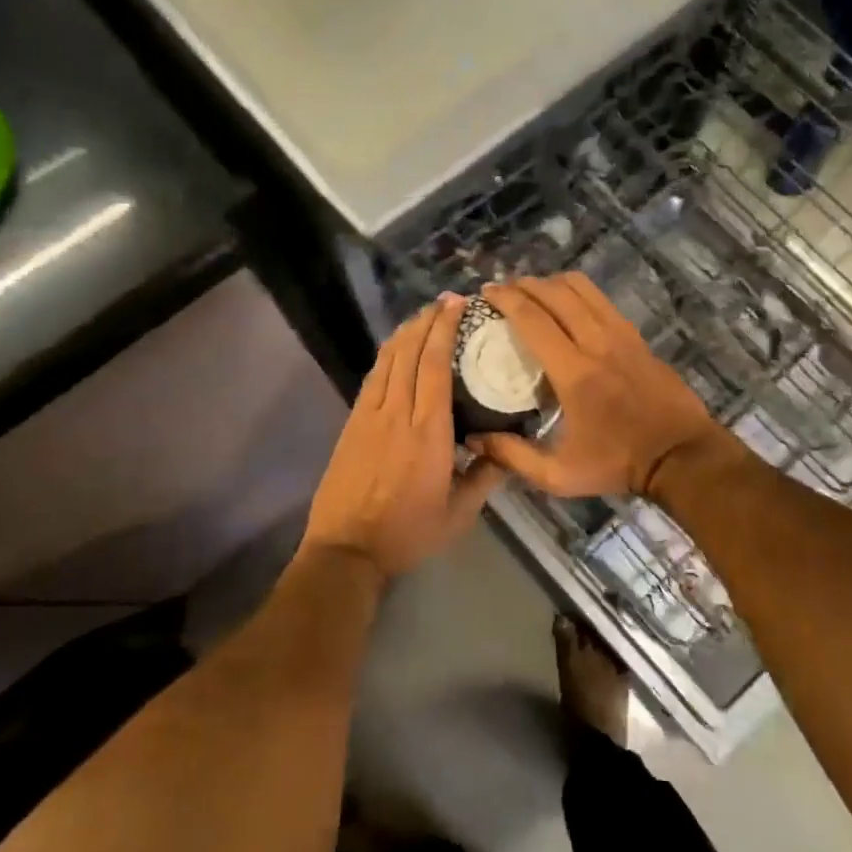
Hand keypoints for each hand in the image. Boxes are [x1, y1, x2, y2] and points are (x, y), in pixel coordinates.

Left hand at [303, 296, 505, 579]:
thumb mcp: (459, 515)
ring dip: (405, 333)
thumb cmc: (408, 533)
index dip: (444, 330)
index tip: (457, 306)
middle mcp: (397, 413)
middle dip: (427, 321)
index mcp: (428, 432)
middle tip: (446, 301)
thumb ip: (485, 478)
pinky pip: (372, 378)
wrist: (346, 550)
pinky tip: (396, 349)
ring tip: (423, 316)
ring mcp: (369, 416)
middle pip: (409, 353)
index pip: (435, 366)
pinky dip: (386, 355)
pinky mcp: (352, 424)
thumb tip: (505, 450)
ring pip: (387, 360)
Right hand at [475, 274, 725, 499]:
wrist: (681, 455)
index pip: (533, 320)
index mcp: (574, 373)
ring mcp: (621, 335)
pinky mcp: (637, 336)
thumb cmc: (617, 464)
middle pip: (556, 294)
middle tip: (502, 290)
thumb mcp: (558, 475)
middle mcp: (597, 343)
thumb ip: (513, 456)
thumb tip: (473, 439)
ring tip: (532, 291)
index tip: (485, 293)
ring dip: (552, 283)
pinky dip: (577, 293)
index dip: (506, 300)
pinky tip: (567, 305)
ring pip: (582, 289)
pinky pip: (602, 300)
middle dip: (524, 284)